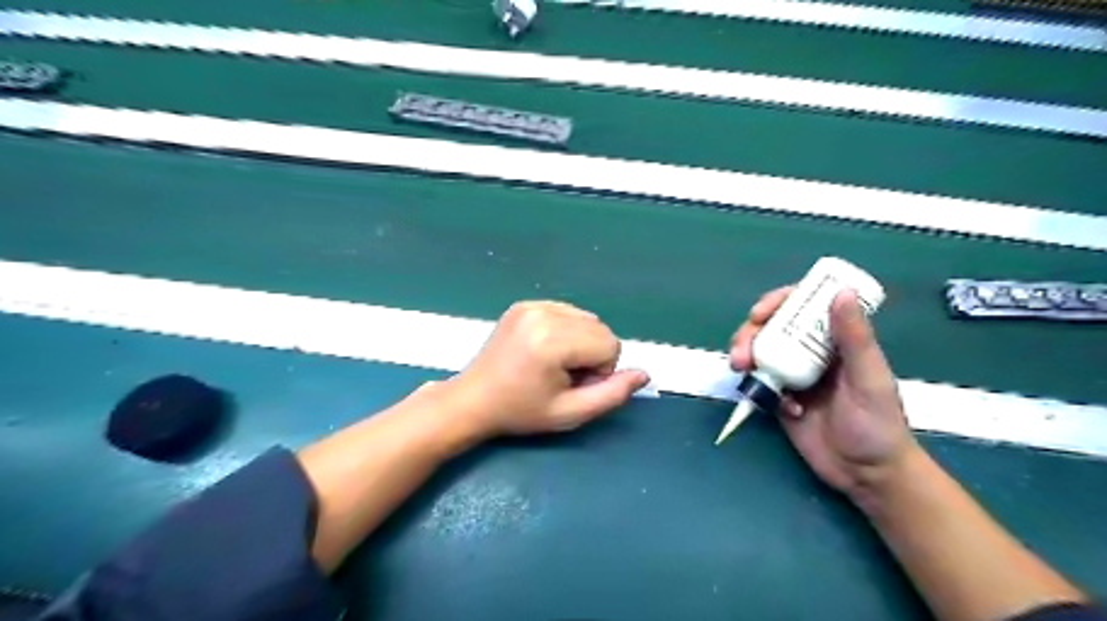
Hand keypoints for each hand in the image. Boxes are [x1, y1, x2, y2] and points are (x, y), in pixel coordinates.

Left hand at [443, 298, 650, 436]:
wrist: (473, 400)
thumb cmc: (521, 412)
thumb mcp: (570, 413)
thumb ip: (612, 394)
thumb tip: (644, 374)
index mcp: (552, 340)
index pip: (610, 345)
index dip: (600, 372)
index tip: (572, 386)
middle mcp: (544, 313)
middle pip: (601, 328)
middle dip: (592, 355)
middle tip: (562, 377)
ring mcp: (532, 305)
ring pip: (587, 318)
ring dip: (581, 342)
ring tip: (553, 364)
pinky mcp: (525, 303)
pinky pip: (567, 312)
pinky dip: (566, 330)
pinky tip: (544, 349)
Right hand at [733, 289, 922, 501]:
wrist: (867, 475)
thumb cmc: (878, 424)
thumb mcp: (869, 378)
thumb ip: (854, 337)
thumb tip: (841, 291)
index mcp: (835, 340)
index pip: (803, 307)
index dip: (777, 302)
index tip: (759, 312)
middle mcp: (811, 352)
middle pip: (771, 327)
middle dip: (749, 333)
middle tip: (741, 351)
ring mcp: (793, 375)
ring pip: (759, 352)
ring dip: (744, 355)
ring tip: (740, 369)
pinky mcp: (779, 398)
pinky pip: (759, 382)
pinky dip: (756, 387)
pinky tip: (778, 407)